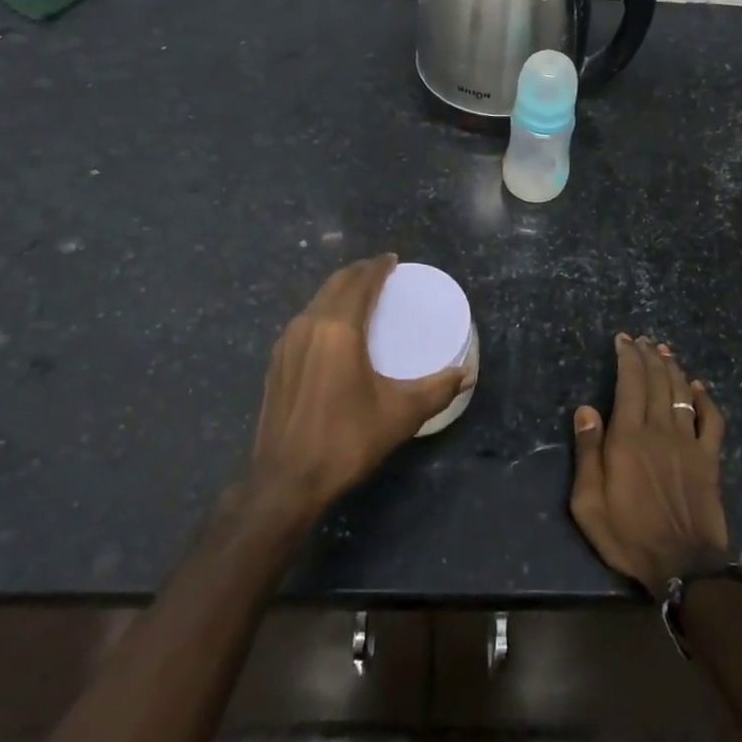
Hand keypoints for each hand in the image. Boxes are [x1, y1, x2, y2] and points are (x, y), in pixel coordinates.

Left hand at [247, 255, 466, 524]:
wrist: (286, 481)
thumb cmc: (347, 440)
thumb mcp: (400, 415)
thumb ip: (437, 390)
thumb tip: (465, 374)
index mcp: (339, 329)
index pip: (360, 282)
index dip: (378, 267)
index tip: (392, 259)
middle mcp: (309, 326)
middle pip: (335, 284)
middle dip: (358, 273)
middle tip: (380, 273)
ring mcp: (286, 344)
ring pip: (316, 301)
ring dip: (339, 291)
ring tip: (360, 297)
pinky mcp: (276, 363)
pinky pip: (304, 321)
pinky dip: (323, 311)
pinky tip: (333, 331)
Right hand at [569, 334, 729, 597]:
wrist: (683, 566)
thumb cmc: (628, 535)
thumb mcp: (588, 502)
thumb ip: (587, 452)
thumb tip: (585, 409)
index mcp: (628, 437)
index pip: (629, 383)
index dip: (627, 357)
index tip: (623, 339)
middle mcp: (660, 430)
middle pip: (657, 381)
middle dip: (648, 356)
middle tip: (643, 340)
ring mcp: (689, 443)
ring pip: (682, 393)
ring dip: (673, 369)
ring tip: (665, 352)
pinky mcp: (710, 459)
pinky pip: (712, 420)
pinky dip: (706, 399)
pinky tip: (699, 387)